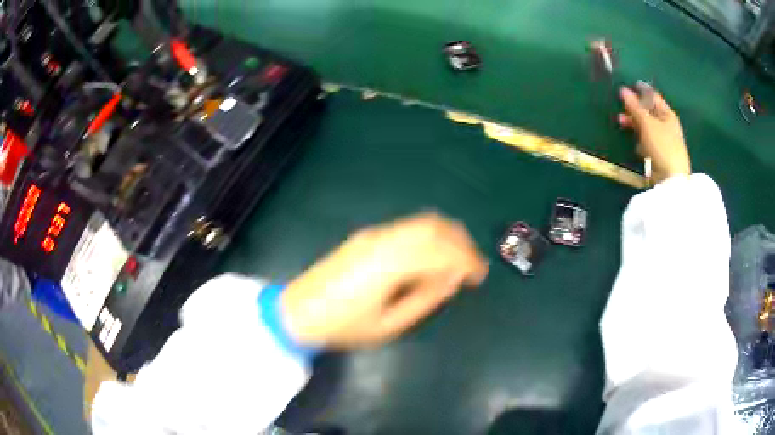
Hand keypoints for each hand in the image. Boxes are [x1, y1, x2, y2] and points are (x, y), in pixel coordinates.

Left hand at [281, 213, 488, 347]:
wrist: (298, 311)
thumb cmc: (343, 326)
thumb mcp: (389, 325)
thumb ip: (424, 299)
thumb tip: (452, 280)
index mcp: (389, 264)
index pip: (441, 251)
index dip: (467, 260)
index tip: (480, 276)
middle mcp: (383, 241)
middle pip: (434, 227)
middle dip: (460, 243)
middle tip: (472, 266)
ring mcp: (373, 235)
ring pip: (421, 222)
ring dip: (445, 235)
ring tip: (456, 259)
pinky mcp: (365, 236)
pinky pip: (407, 227)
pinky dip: (427, 235)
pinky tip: (431, 254)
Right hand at [618, 82, 690, 183]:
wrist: (671, 179)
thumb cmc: (662, 146)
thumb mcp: (647, 123)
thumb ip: (634, 107)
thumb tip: (623, 90)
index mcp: (668, 114)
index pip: (653, 96)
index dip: (640, 90)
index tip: (627, 86)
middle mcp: (667, 125)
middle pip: (649, 111)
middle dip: (634, 108)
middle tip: (620, 105)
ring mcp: (664, 141)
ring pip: (646, 127)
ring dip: (634, 124)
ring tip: (620, 122)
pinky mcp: (659, 154)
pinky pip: (647, 141)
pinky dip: (640, 139)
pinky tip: (635, 144)